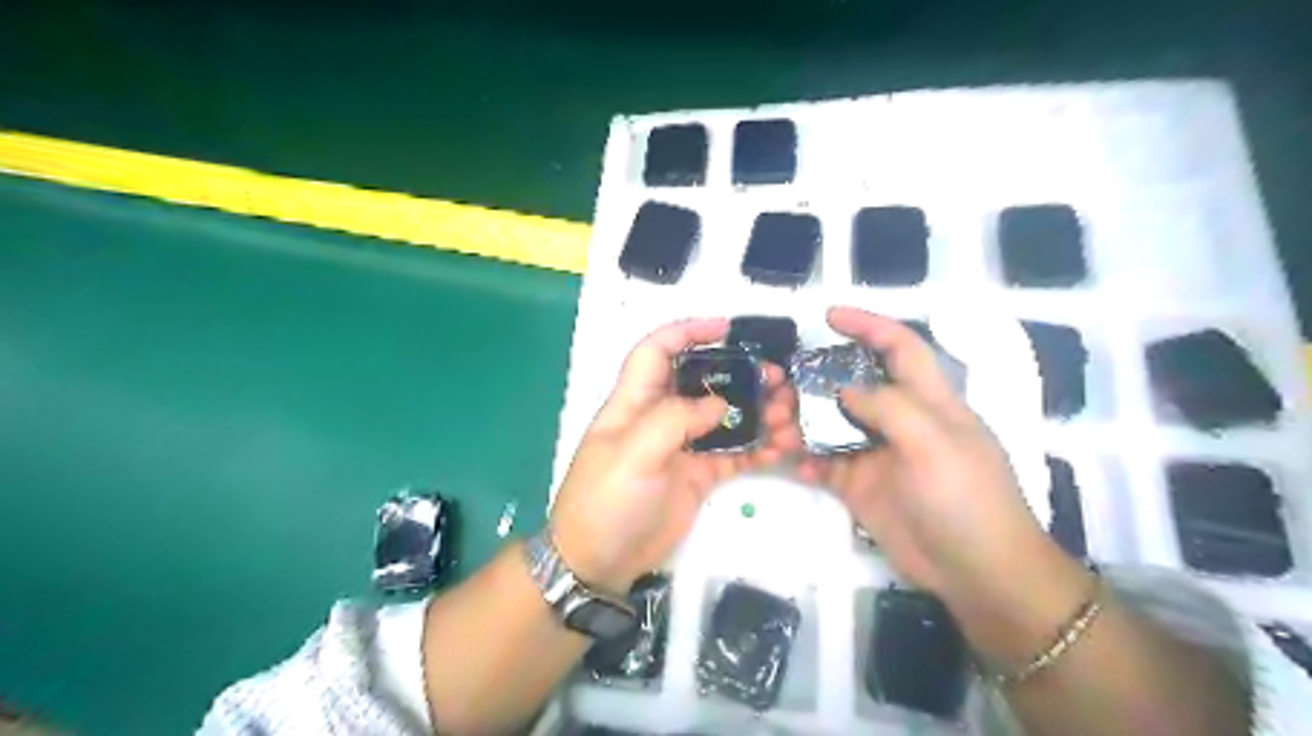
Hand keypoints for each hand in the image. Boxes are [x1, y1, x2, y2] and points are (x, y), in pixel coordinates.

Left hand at [550, 319, 804, 595]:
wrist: (599, 563)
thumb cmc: (605, 501)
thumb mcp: (632, 455)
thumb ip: (675, 420)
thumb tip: (719, 404)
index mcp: (635, 402)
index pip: (657, 351)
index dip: (687, 332)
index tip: (726, 328)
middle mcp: (660, 418)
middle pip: (702, 382)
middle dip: (739, 374)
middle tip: (778, 379)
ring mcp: (682, 447)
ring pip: (725, 417)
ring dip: (758, 412)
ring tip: (789, 416)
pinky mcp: (699, 476)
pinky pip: (734, 454)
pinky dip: (758, 448)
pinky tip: (782, 447)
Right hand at [805, 308, 1092, 641]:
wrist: (976, 572)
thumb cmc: (966, 497)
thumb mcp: (935, 443)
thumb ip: (889, 407)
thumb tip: (844, 389)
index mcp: (927, 400)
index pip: (899, 348)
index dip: (868, 325)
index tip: (830, 315)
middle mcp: (898, 420)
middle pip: (850, 385)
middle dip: (815, 379)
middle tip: (780, 385)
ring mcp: (875, 453)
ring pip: (829, 423)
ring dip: (800, 421)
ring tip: (776, 429)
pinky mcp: (859, 485)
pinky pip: (823, 462)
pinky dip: (803, 458)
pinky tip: (790, 462)